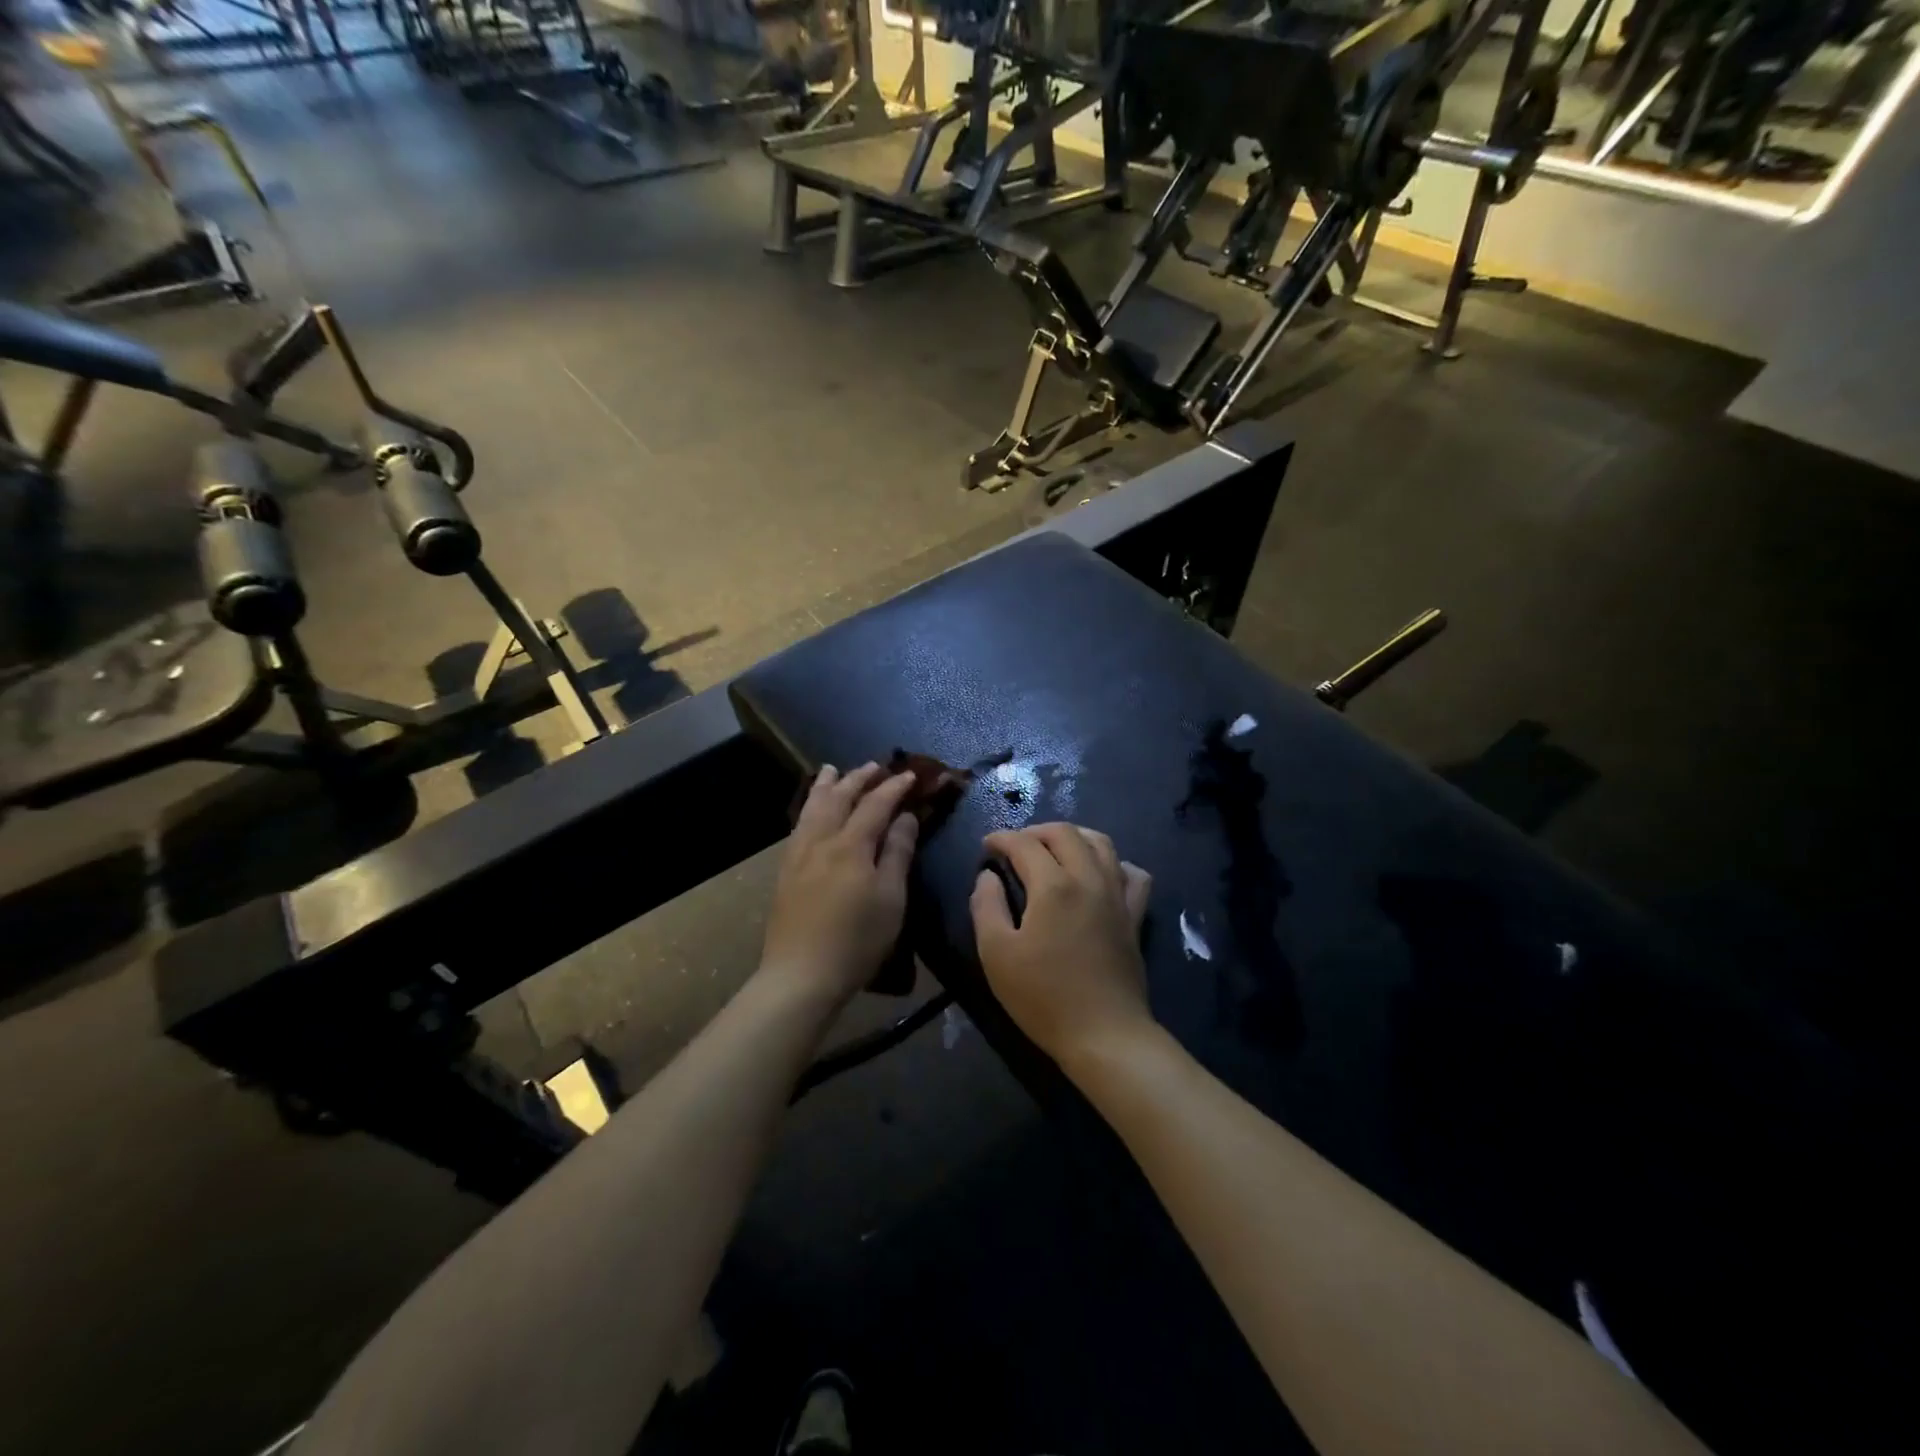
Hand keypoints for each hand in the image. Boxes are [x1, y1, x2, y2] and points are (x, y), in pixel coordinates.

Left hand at [760, 763, 918, 1006]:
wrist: (801, 974)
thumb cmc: (857, 939)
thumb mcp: (891, 898)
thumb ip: (898, 853)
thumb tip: (905, 817)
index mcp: (851, 845)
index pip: (875, 804)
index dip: (894, 787)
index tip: (910, 775)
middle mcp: (821, 840)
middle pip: (839, 798)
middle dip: (858, 778)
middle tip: (874, 766)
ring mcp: (798, 855)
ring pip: (812, 808)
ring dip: (826, 786)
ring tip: (832, 770)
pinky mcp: (785, 871)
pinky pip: (798, 825)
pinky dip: (809, 807)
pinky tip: (810, 812)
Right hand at [971, 823, 1152, 1066]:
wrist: (1104, 1035)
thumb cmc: (1042, 996)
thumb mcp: (996, 954)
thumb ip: (986, 906)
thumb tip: (988, 876)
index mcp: (1053, 886)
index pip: (1024, 844)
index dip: (1002, 838)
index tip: (987, 846)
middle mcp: (1089, 879)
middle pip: (1065, 833)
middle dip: (1035, 831)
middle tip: (1016, 846)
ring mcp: (1117, 896)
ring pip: (1101, 843)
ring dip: (1073, 837)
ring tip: (1054, 849)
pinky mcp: (1134, 916)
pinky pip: (1132, 874)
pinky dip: (1115, 863)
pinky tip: (1101, 874)